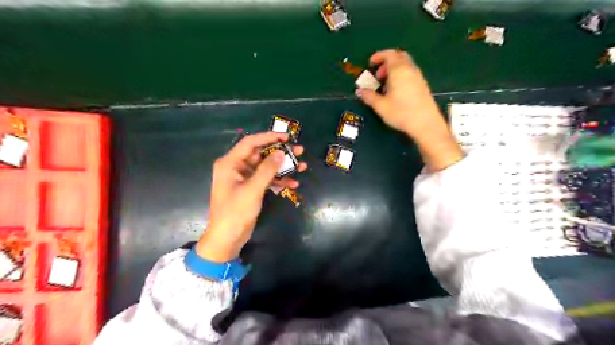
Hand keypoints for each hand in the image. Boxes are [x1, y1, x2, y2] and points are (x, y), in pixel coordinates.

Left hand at [197, 133, 306, 260]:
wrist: (227, 238)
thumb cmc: (235, 212)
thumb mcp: (252, 189)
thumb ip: (267, 170)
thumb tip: (281, 153)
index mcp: (230, 163)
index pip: (251, 143)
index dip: (269, 137)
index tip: (287, 137)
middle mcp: (237, 167)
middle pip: (261, 154)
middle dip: (280, 153)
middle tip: (299, 150)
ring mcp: (244, 178)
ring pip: (266, 167)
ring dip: (283, 167)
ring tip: (302, 166)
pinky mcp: (251, 188)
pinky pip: (267, 179)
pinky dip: (279, 180)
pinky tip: (294, 183)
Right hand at [358, 49, 463, 171]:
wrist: (425, 123)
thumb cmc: (401, 113)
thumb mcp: (381, 106)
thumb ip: (369, 96)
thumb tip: (359, 91)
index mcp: (399, 70)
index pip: (389, 54)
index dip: (378, 56)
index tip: (370, 63)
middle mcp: (410, 69)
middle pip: (399, 56)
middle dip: (386, 62)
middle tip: (378, 75)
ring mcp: (418, 77)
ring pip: (405, 65)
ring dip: (393, 70)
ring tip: (384, 85)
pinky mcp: (422, 85)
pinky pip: (409, 73)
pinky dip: (400, 76)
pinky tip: (395, 91)